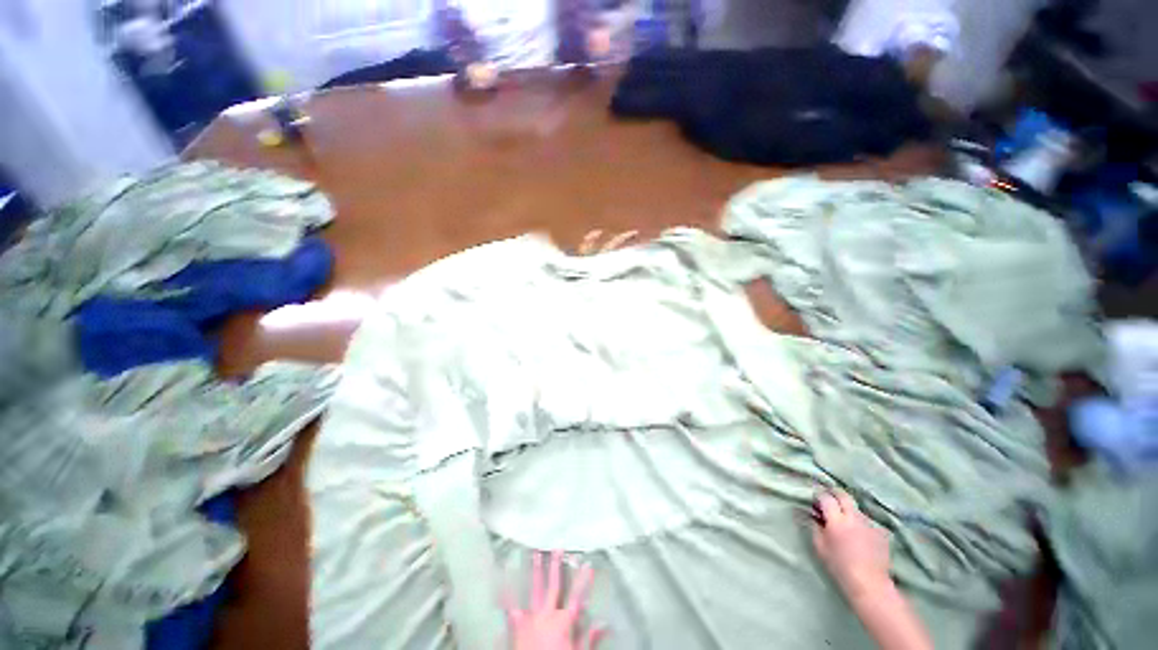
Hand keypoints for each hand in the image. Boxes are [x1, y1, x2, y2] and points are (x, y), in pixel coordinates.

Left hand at [507, 551, 604, 649]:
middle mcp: (547, 615)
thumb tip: (602, 623)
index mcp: (563, 622)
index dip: (583, 580)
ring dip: (535, 571)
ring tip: (534, 554)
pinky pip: (511, 608)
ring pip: (534, 590)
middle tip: (558, 548)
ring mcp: (531, 619)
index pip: (577, 596)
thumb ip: (588, 638)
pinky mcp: (517, 627)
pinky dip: (507, 594)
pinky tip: (503, 580)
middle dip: (556, 566)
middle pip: (553, 586)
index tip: (588, 565)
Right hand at [811, 490, 892, 600]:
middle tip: (828, 499)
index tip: (814, 500)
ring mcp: (870, 524)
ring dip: (848, 509)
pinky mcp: (881, 532)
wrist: (870, 584)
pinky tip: (859, 533)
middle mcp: (854, 517)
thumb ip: (813, 526)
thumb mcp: (819, 546)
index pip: (826, 498)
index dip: (819, 496)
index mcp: (837, 520)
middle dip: (834, 494)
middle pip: (844, 496)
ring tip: (845, 520)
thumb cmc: (839, 566)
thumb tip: (807, 513)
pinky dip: (861, 523)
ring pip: (856, 508)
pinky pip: (868, 521)